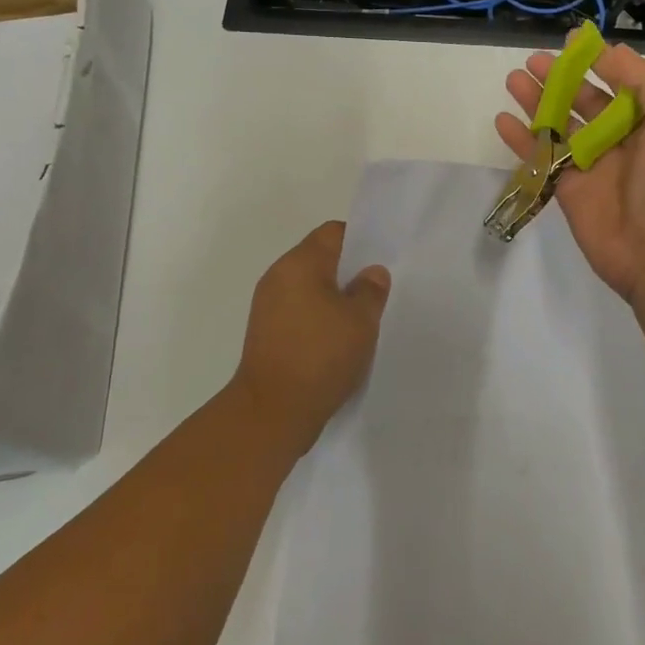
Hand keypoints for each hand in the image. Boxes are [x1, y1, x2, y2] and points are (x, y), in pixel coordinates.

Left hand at [230, 221, 390, 454]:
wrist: (271, 412)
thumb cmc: (320, 356)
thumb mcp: (360, 321)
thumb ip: (371, 289)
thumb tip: (372, 272)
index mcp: (300, 263)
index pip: (333, 232)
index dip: (360, 241)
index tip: (380, 263)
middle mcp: (278, 275)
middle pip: (319, 258)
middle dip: (348, 272)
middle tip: (376, 293)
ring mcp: (267, 305)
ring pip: (309, 287)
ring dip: (333, 298)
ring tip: (359, 320)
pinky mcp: (265, 332)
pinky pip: (298, 311)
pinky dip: (317, 318)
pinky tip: (337, 341)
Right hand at [498, 39, 644, 303]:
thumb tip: (611, 49)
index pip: (620, 82)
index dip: (597, 61)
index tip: (570, 42)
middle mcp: (620, 139)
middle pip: (584, 101)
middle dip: (560, 79)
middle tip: (532, 60)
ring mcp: (592, 165)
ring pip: (558, 126)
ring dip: (536, 102)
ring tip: (513, 80)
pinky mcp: (568, 190)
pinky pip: (541, 158)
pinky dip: (521, 140)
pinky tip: (502, 121)